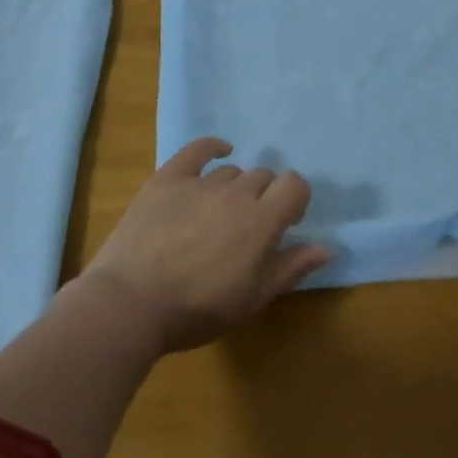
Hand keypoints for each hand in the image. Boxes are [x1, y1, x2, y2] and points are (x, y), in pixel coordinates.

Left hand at [78, 138, 329, 353]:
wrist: (131, 304)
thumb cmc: (198, 310)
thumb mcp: (253, 299)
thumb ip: (291, 268)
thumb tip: (325, 247)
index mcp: (262, 221)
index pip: (295, 186)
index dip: (296, 199)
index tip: (287, 220)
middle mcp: (236, 193)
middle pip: (263, 177)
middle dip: (264, 196)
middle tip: (249, 225)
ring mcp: (199, 183)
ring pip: (231, 172)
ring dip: (235, 187)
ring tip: (219, 213)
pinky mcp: (167, 179)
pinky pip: (196, 151)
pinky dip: (212, 148)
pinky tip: (219, 151)